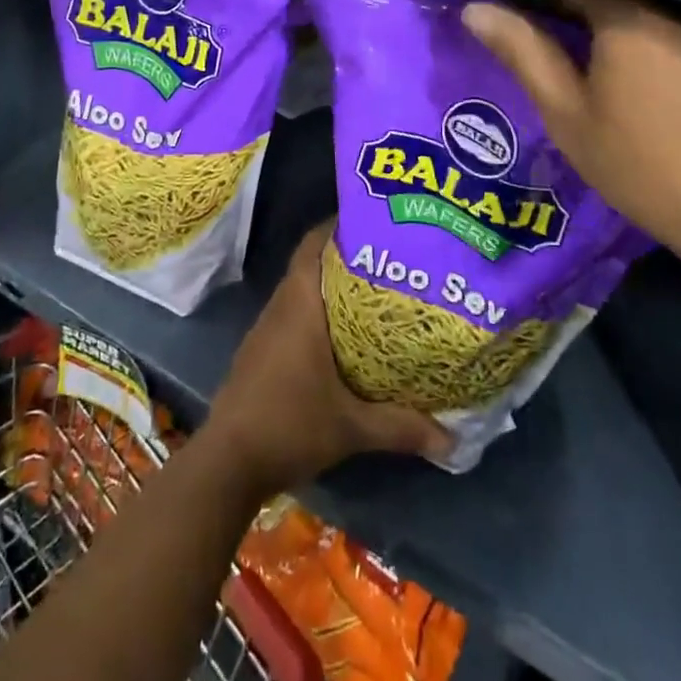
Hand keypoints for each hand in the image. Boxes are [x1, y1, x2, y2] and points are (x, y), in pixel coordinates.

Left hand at [203, 224, 451, 496]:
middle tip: (387, 256)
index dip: (337, 225)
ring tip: (374, 289)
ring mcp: (268, 328)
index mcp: (300, 304)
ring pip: (302, 289)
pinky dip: (318, 310)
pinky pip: (294, 313)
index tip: (371, 220)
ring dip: (331, 285)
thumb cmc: (289, 425)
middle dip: (345, 255)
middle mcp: (282, 305)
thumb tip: (451, 439)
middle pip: (311, 262)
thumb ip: (400, 426)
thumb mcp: (351, 427)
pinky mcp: (262, 350)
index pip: (313, 244)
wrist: (229, 461)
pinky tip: (344, 333)